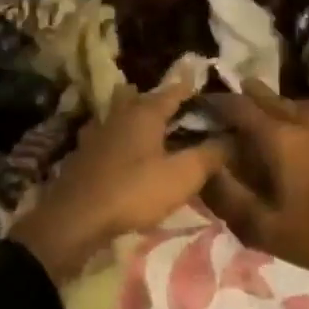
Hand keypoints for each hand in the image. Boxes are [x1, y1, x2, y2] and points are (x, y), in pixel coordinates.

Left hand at [9, 69, 224, 282]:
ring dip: (138, 117)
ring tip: (156, 132)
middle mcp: (121, 112)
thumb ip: (209, 155)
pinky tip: (125, 152)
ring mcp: (98, 130)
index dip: (193, 89)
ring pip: (123, 113)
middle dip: (163, 102)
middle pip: (145, 98)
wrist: (75, 218)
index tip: (210, 92)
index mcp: (146, 111)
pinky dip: (120, 138)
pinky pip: (109, 135)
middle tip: (183, 114)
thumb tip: (232, 138)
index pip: (175, 90)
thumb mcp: (181, 177)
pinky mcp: (84, 152)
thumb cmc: (133, 191)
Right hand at [200, 80, 308, 279]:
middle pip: (272, 100)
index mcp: (277, 139)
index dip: (218, 103)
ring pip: (305, 104)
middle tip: (238, 89)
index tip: (203, 102)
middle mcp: (304, 122)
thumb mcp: (266, 227)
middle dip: (251, 94)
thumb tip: (204, 170)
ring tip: (276, 100)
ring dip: (286, 101)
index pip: (239, 110)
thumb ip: (229, 198)